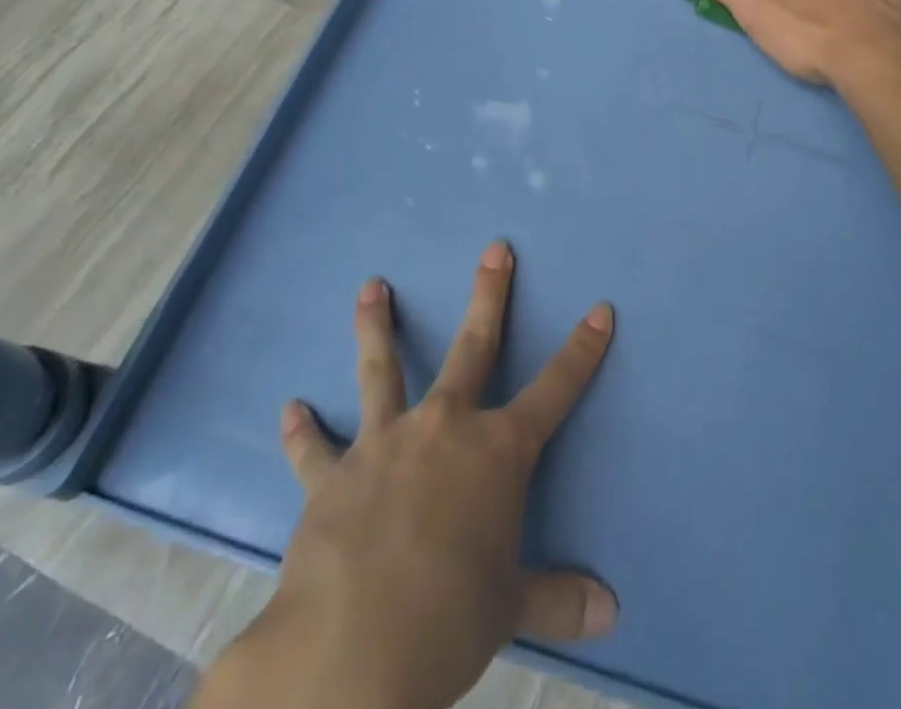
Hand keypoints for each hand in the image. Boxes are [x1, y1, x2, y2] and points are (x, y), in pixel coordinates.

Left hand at [201, 242, 615, 708]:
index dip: (581, 350)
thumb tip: (611, 615)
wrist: (351, 650)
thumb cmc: (448, 620)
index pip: (555, 390)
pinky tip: (289, 410)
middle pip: (473, 347)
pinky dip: (302, 431)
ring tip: (370, 286)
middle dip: (489, 295)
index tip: (600, 310)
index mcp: (497, 453)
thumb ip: (557, 600)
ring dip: (376, 326)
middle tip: (495, 249)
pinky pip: (315, 449)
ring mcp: (385, 443)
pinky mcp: (332, 476)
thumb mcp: (511, 609)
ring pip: (382, 370)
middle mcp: (444, 428)